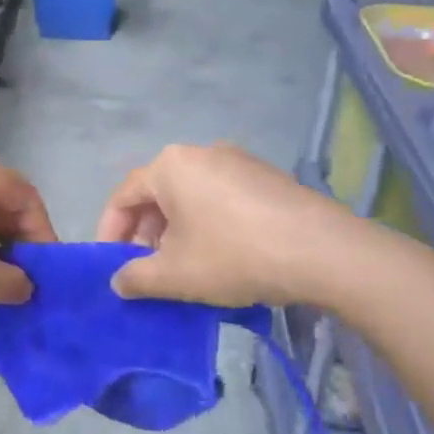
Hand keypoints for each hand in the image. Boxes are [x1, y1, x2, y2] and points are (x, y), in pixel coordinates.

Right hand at [96, 143, 357, 305]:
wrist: (324, 252)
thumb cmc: (234, 256)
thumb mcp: (175, 275)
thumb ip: (135, 277)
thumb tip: (118, 281)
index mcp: (170, 166)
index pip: (123, 196)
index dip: (109, 233)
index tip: (110, 265)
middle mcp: (200, 152)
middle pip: (156, 194)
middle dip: (144, 234)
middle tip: (146, 270)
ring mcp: (237, 161)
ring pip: (189, 196)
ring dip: (174, 230)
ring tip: (182, 266)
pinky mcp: (265, 177)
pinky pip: (219, 197)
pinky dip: (205, 223)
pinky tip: (220, 255)